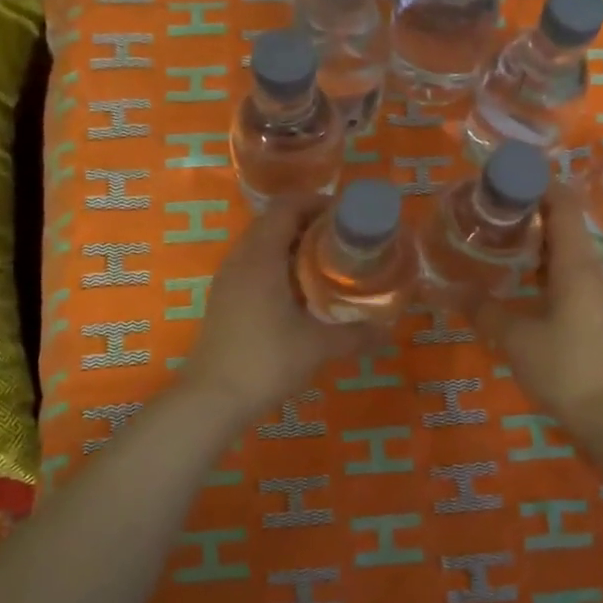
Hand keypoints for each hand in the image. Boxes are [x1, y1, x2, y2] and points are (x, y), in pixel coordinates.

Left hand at [182, 202, 365, 423]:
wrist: (212, 398)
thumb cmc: (266, 361)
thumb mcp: (318, 346)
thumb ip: (356, 335)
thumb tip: (389, 332)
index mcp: (261, 256)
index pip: (286, 207)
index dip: (316, 203)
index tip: (347, 216)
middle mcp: (240, 259)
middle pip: (273, 222)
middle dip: (308, 224)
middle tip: (343, 240)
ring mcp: (227, 280)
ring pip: (261, 245)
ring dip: (292, 246)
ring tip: (326, 264)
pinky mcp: (224, 300)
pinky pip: (252, 266)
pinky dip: (278, 266)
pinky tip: (300, 293)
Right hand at [475, 186, 602, 437]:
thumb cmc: (563, 367)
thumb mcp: (514, 337)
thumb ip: (483, 310)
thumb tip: (448, 291)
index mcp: (575, 264)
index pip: (563, 205)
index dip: (538, 183)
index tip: (505, 175)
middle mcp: (587, 269)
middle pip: (563, 222)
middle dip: (530, 206)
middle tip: (489, 203)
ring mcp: (590, 291)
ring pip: (562, 248)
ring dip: (534, 235)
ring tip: (496, 229)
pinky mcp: (586, 310)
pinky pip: (562, 270)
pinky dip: (539, 261)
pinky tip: (514, 271)